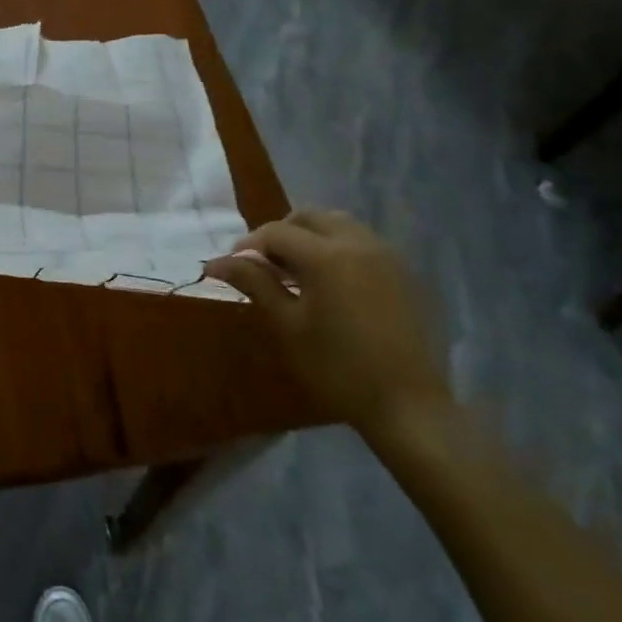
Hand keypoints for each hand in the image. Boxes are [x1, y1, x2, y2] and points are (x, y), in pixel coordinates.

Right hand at [205, 209, 451, 442]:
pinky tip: (329, 283)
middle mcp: (358, 243)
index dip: (248, 245)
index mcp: (327, 256)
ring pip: (338, 225)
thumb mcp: (288, 325)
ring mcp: (386, 255)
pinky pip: (361, 242)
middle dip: (280, 234)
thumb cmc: (337, 367)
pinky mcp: (402, 272)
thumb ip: (255, 284)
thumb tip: (215, 262)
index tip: (233, 267)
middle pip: (309, 218)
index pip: (276, 232)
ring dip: (310, 237)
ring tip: (295, 272)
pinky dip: (336, 248)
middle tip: (264, 266)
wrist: (407, 404)